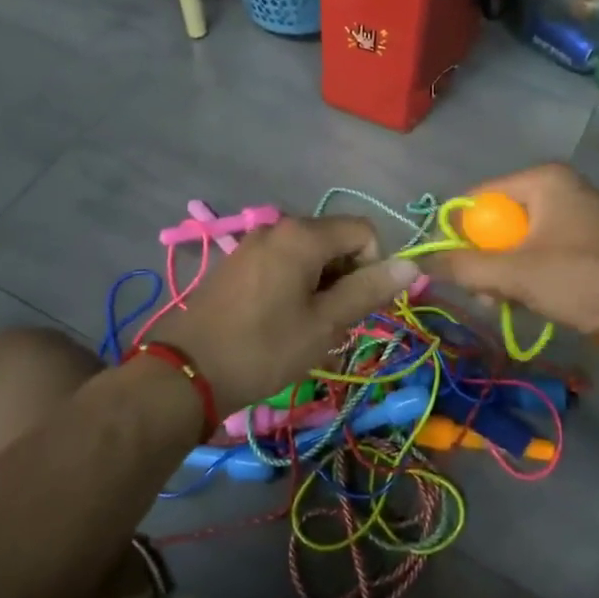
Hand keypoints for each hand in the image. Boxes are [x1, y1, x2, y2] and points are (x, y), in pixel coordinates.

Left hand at [147, 217, 419, 414]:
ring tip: (305, 327)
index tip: (356, 307)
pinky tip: (280, 321)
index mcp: (303, 235)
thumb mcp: (324, 325)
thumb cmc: (264, 348)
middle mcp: (278, 226)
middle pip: (335, 239)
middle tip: (331, 323)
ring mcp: (254, 242)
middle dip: (345, 277)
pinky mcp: (238, 261)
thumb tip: (411, 265)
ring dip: (321, 285)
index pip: (363, 231)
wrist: (187, 371)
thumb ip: (368, 290)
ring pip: (309, 254)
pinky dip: (295, 285)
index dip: (373, 266)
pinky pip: (283, 262)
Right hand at [425, 164, 598, 345]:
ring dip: (506, 275)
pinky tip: (532, 303)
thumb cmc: (585, 278)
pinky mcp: (590, 244)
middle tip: (484, 296)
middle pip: (497, 222)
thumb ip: (464, 267)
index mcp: (541, 180)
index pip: (476, 198)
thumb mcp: (516, 273)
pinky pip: (543, 254)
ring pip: (519, 243)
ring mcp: (577, 217)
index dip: (455, 233)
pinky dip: (531, 278)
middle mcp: (558, 189)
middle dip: (484, 261)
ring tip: (506, 305)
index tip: (446, 270)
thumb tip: (420, 262)